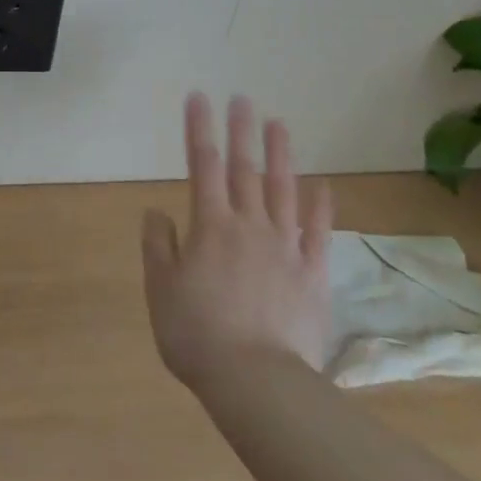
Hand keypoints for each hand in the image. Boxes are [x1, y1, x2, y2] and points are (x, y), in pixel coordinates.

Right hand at [141, 93, 333, 388]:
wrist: (257, 382)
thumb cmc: (198, 336)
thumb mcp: (160, 291)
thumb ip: (158, 245)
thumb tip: (157, 211)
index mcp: (210, 226)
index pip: (202, 165)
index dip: (199, 129)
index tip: (199, 98)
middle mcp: (249, 225)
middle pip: (244, 169)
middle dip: (241, 131)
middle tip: (242, 99)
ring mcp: (285, 247)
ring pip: (282, 191)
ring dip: (280, 155)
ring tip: (279, 124)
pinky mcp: (312, 274)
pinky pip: (318, 233)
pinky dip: (321, 207)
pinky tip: (323, 185)